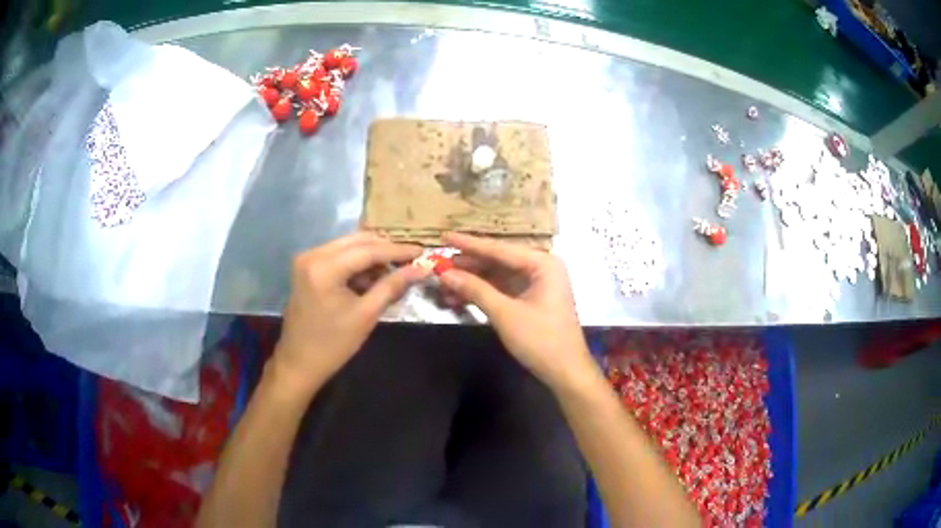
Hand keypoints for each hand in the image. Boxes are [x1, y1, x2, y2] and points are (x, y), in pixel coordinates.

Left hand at [272, 232, 428, 394]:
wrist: (299, 363)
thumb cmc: (333, 344)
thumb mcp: (366, 315)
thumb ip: (393, 286)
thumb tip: (421, 268)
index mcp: (324, 267)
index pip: (368, 250)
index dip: (397, 250)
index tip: (422, 251)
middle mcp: (313, 254)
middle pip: (358, 241)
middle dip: (385, 249)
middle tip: (411, 259)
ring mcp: (307, 259)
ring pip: (349, 246)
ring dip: (372, 256)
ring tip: (394, 271)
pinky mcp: (307, 267)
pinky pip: (338, 256)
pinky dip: (357, 263)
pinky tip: (373, 277)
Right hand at [439, 233, 595, 389]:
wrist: (565, 371)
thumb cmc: (541, 340)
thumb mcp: (505, 314)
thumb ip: (475, 290)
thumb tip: (445, 274)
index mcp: (543, 264)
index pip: (500, 249)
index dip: (470, 244)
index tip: (445, 236)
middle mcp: (540, 268)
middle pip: (498, 261)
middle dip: (468, 265)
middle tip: (438, 263)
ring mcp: (535, 285)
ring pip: (497, 277)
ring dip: (471, 282)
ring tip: (443, 284)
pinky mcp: (529, 301)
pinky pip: (501, 290)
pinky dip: (481, 294)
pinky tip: (457, 297)